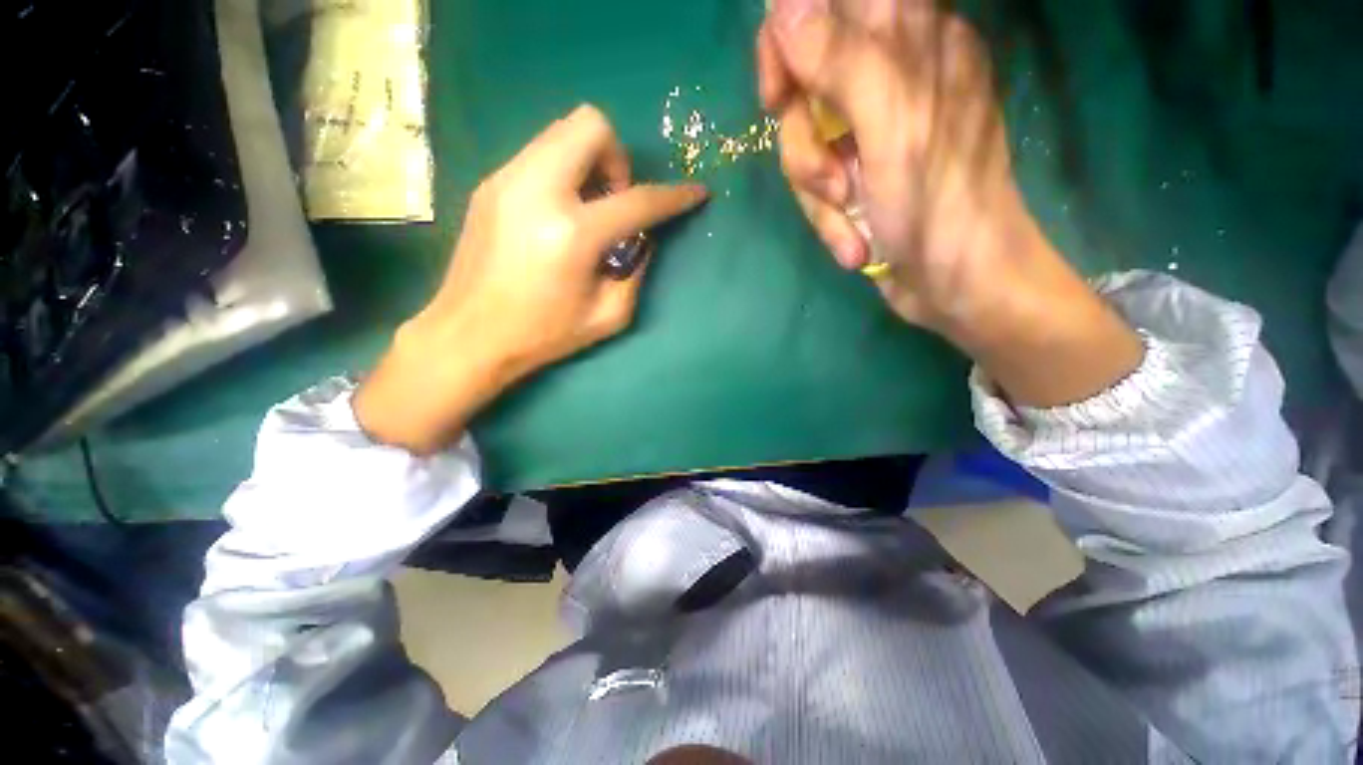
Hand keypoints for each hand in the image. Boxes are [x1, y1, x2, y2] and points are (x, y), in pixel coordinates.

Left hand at [355, 105, 707, 452]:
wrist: (468, 334)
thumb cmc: (543, 335)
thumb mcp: (608, 316)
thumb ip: (636, 271)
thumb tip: (643, 238)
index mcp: (572, 234)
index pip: (638, 200)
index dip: (674, 196)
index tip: (695, 192)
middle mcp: (537, 191)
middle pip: (592, 126)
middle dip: (619, 159)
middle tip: (616, 201)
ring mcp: (507, 180)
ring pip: (563, 131)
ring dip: (590, 161)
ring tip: (589, 208)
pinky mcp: (491, 184)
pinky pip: (541, 153)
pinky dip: (564, 171)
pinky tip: (560, 213)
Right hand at [758, 0, 1142, 404]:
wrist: (953, 282)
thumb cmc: (938, 203)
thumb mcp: (892, 125)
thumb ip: (842, 58)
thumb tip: (784, 6)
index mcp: (911, 40)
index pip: (827, 6)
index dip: (789, 41)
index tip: (781, 92)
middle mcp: (888, 77)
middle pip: (803, 84)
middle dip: (803, 141)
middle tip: (828, 178)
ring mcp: (870, 132)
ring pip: (804, 141)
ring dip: (816, 191)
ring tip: (848, 215)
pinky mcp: (859, 174)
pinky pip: (815, 182)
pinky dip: (825, 217)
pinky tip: (853, 239)